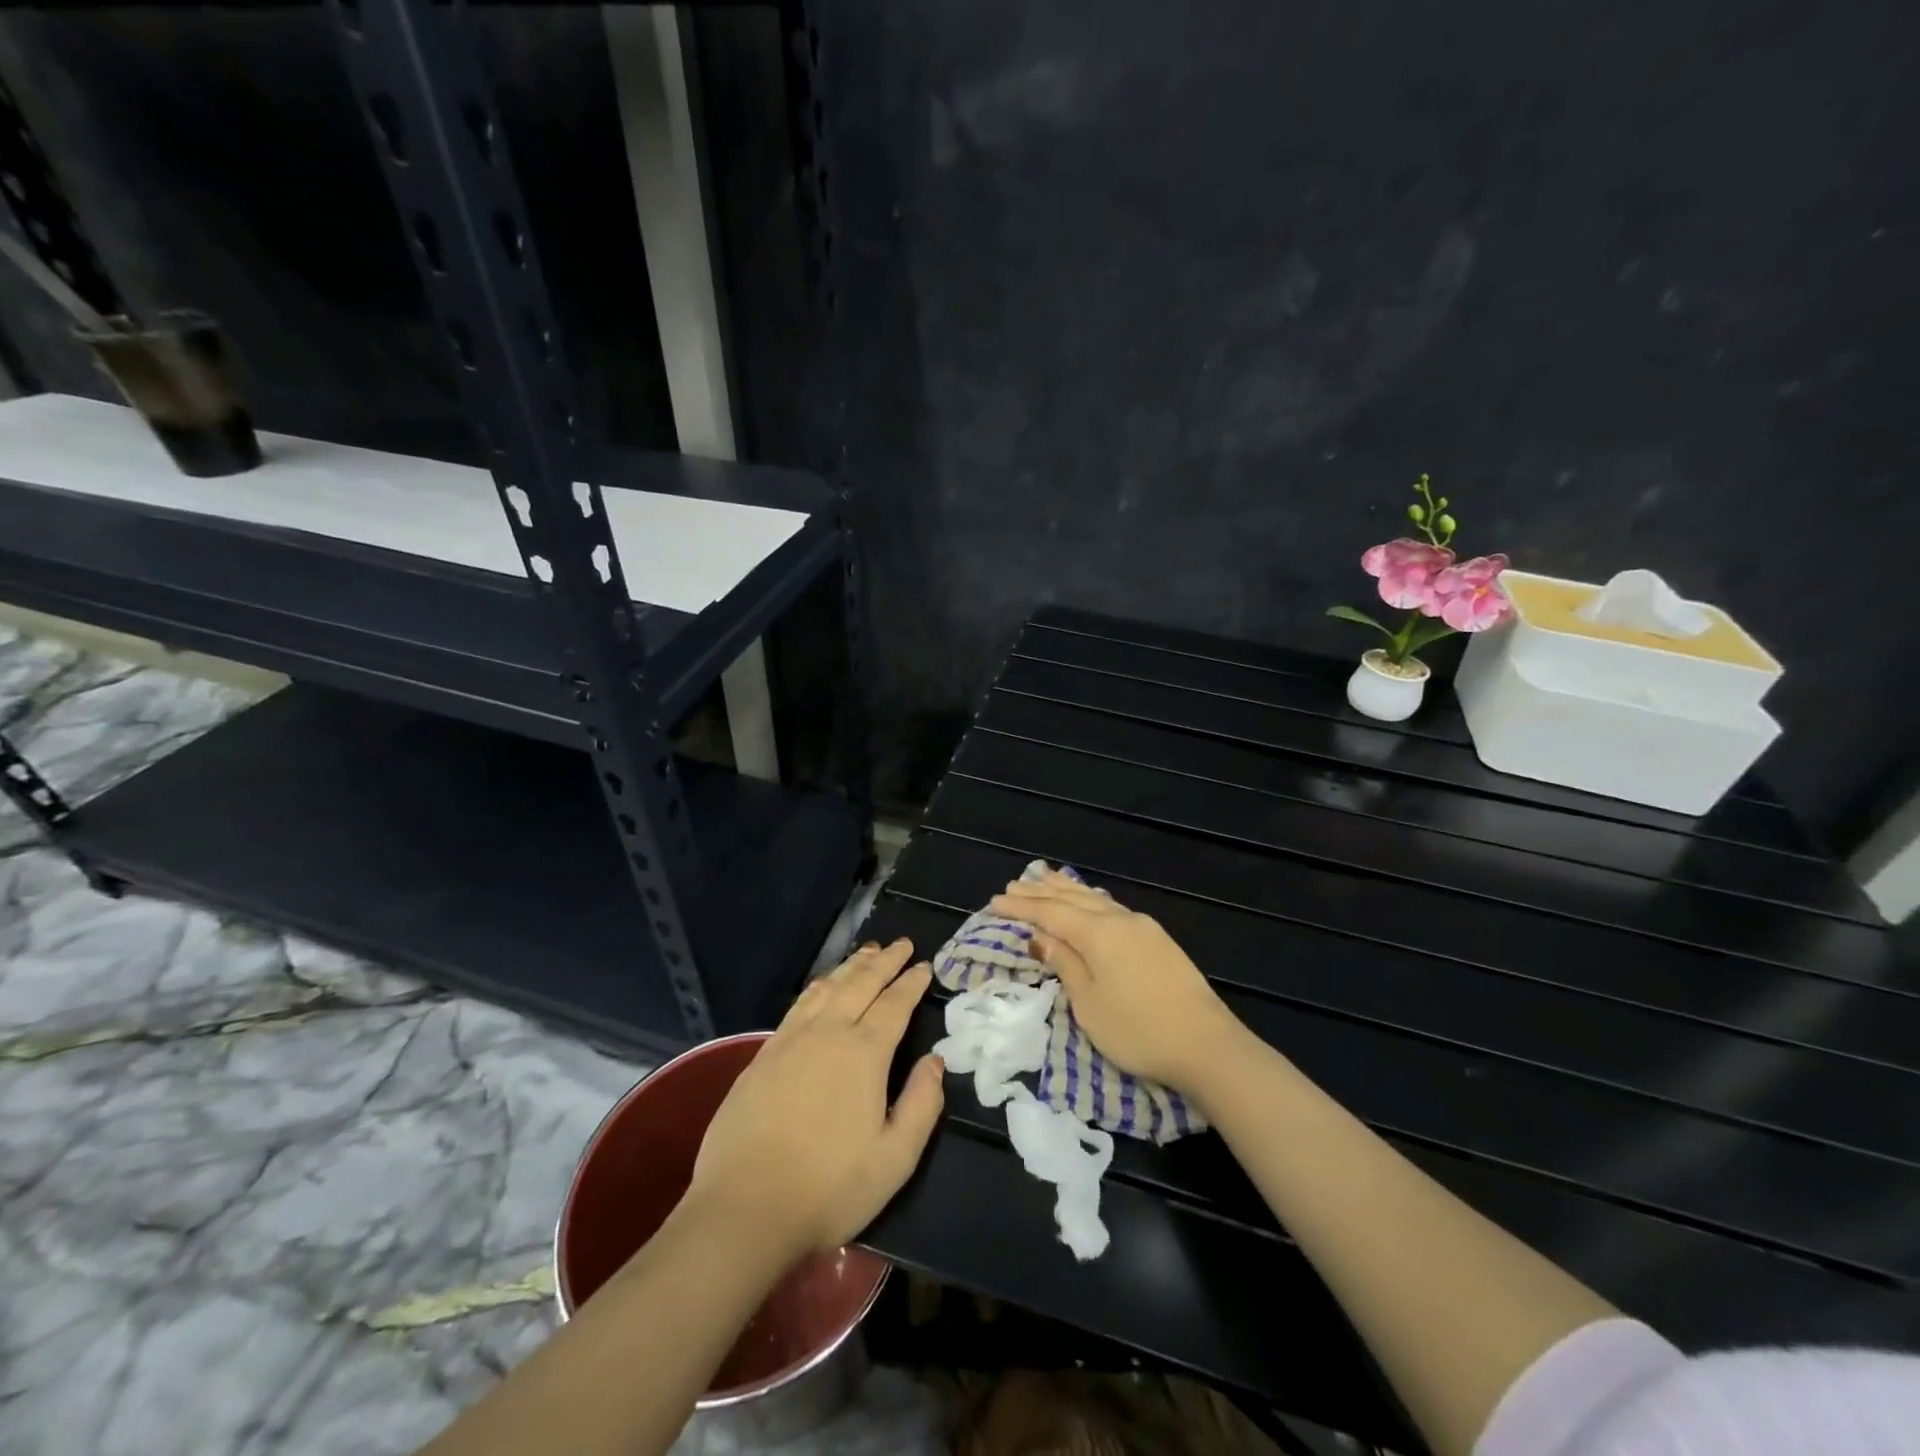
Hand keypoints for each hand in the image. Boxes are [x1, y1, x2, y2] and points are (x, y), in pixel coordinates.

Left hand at [687, 939, 944, 1261]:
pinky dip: (819, 986)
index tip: (925, 965)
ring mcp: (790, 1041)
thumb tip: (935, 1061)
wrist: (744, 1209)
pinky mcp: (763, 1055)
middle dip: (885, 961)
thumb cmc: (829, 1187)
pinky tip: (822, 986)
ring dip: (851, 966)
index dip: (911, 982)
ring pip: (827, 987)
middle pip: (861, 983)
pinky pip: (799, 1004)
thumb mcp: (895, 1158)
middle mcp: (828, 1033)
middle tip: (901, 944)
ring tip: (868, 952)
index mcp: (864, 1053)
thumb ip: (922, 1104)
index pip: (894, 1004)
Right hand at [991, 870, 1241, 1095]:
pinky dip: (1090, 900)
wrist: (1207, 1045)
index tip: (994, 902)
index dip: (1021, 907)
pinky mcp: (1158, 941)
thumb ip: (1065, 964)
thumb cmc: (1137, 1030)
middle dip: (1041, 892)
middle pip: (1073, 899)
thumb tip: (1040, 936)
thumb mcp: (1089, 1003)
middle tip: (1014, 884)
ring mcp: (1143, 928)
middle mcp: (1120, 919)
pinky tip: (1089, 900)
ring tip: (1046, 877)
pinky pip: (1112, 907)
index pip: (1050, 913)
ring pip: (1095, 899)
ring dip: (1067, 890)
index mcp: (1098, 932)